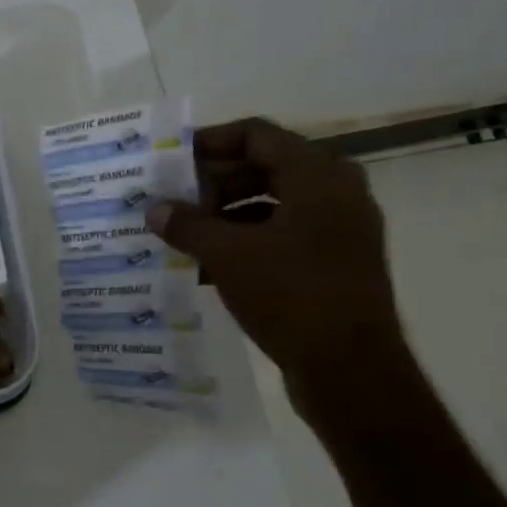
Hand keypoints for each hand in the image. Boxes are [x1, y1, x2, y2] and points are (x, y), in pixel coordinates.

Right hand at [146, 118, 403, 388]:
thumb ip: (187, 225)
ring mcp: (341, 229)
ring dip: (228, 213)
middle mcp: (337, 192)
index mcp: (318, 175)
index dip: (211, 141)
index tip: (174, 159)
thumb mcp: (227, 255)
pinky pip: (286, 233)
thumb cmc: (291, 295)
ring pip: (274, 203)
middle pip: (266, 167)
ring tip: (188, 234)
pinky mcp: (338, 262)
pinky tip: (211, 264)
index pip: (257, 135)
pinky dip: (249, 239)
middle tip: (177, 200)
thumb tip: (154, 209)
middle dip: (216, 182)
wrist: (351, 372)